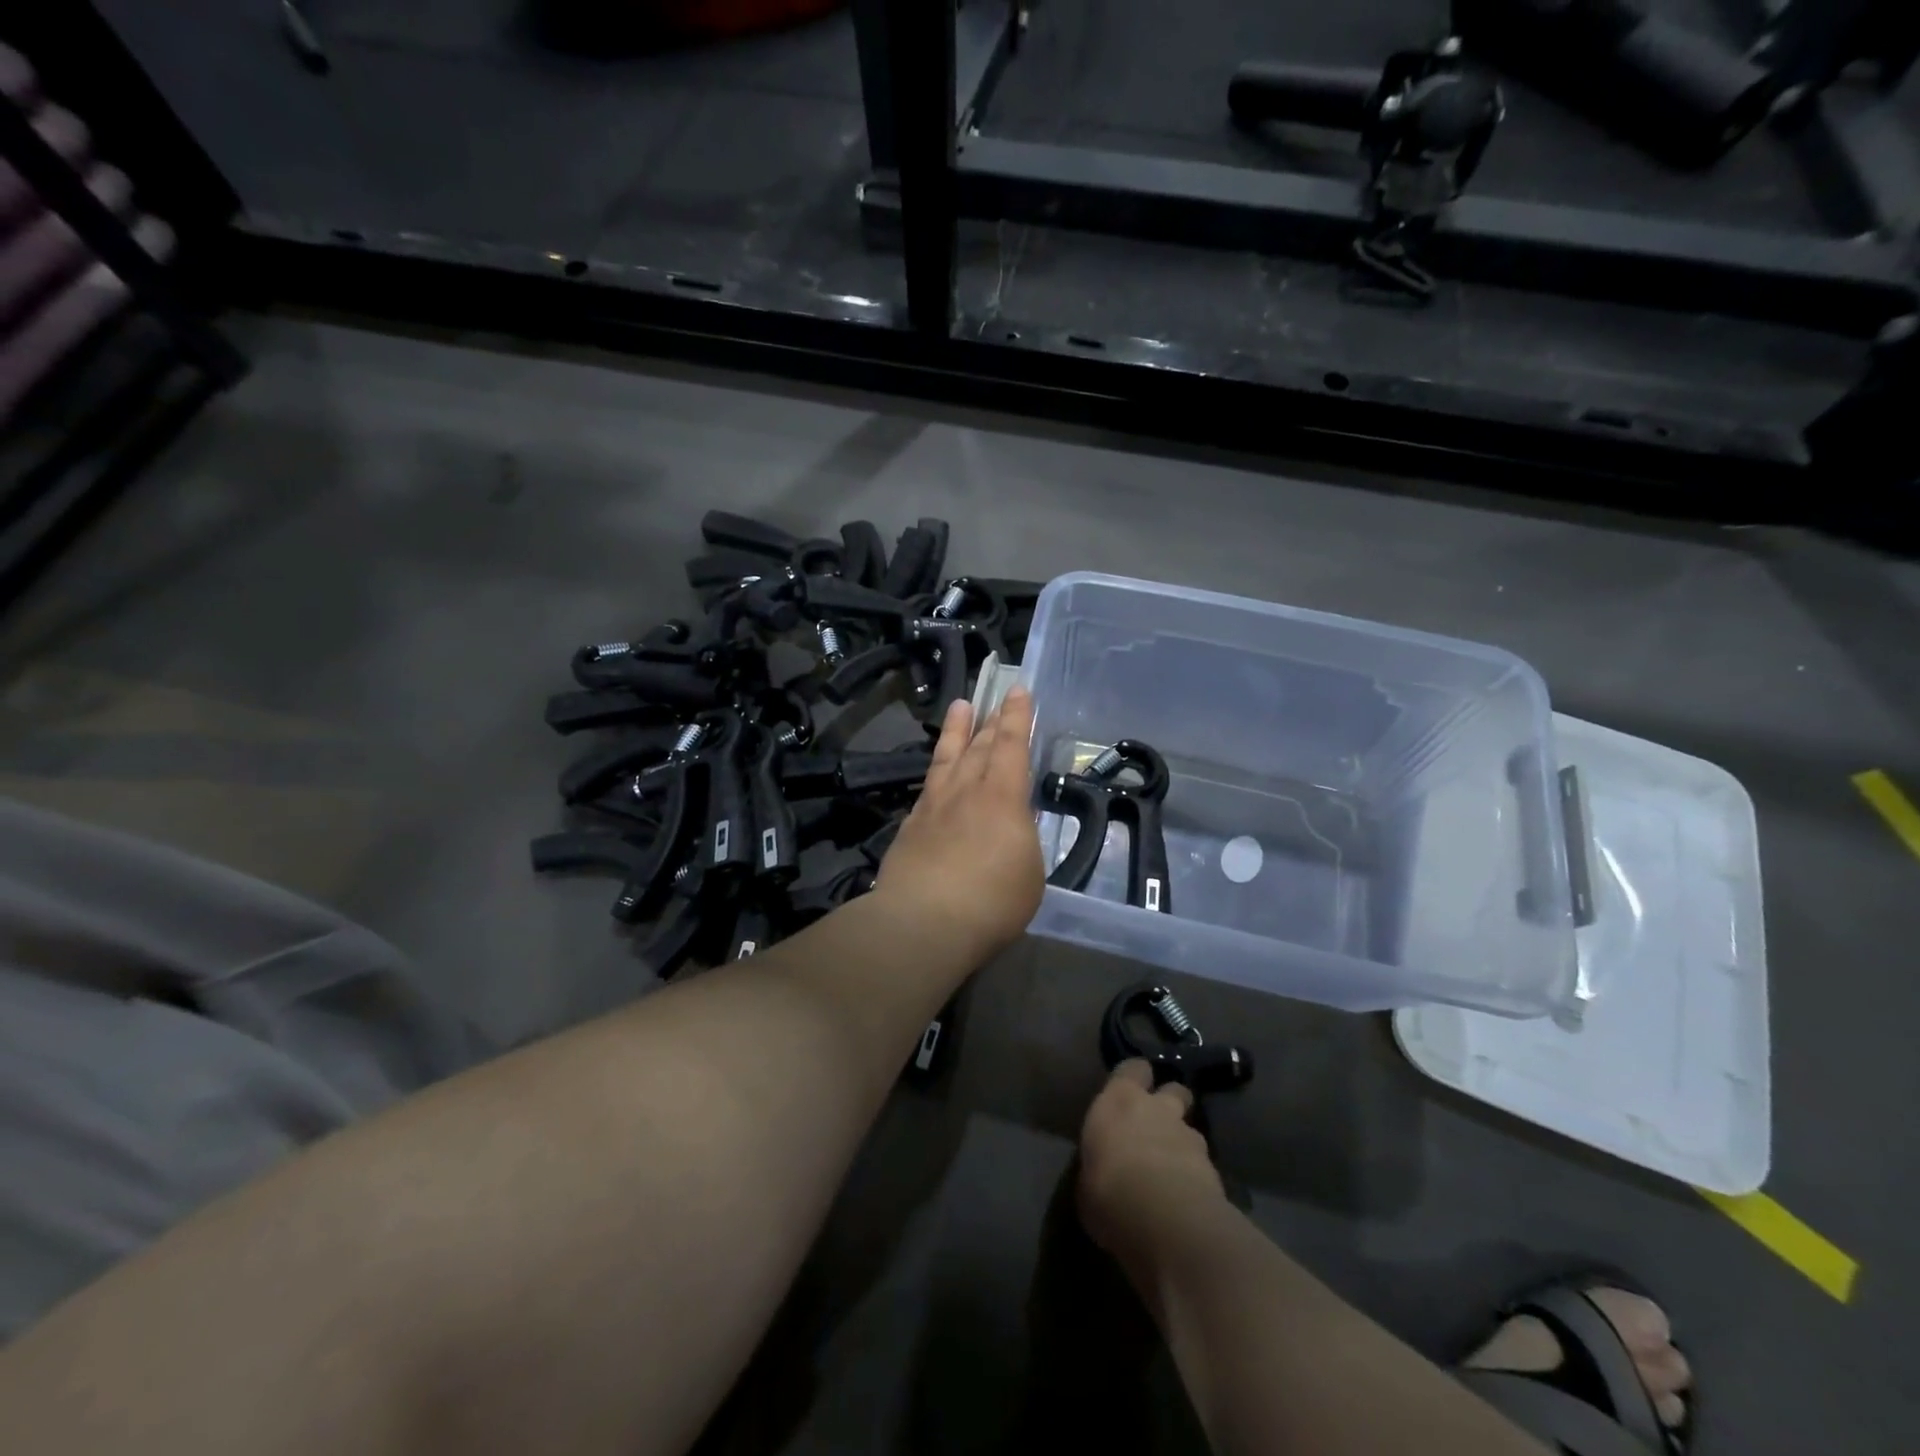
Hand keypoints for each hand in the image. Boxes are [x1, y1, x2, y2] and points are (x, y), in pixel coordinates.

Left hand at [873, 687, 1044, 966]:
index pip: (1011, 745)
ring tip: (960, 706)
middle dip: (991, 719)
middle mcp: (966, 791)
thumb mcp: (1030, 872)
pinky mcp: (911, 827)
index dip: (1017, 716)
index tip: (1019, 690)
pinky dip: (937, 772)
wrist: (923, 921)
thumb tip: (1012, 828)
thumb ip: (1022, 841)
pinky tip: (937, 773)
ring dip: (957, 731)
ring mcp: (934, 806)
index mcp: (1002, 797)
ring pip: (947, 758)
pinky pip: (928, 787)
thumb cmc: (992, 900)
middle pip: (979, 746)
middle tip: (996, 697)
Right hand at [1077, 1059, 1226, 1267]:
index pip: (1133, 1068)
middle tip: (1157, 1125)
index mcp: (1119, 1100)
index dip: (1134, 1077)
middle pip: (1173, 1089)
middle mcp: (1157, 1108)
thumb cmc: (1108, 1190)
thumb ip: (1099, 1163)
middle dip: (1170, 1102)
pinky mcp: (1213, 1168)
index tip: (1129, 1091)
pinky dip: (1196, 1176)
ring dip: (1183, 1143)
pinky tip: (1186, 1198)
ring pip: (1191, 1129)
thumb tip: (1102, 1171)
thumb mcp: (1086, 1179)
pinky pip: (1203, 1164)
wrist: (1164, 1219)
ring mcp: (1189, 1136)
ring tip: (1172, 1170)